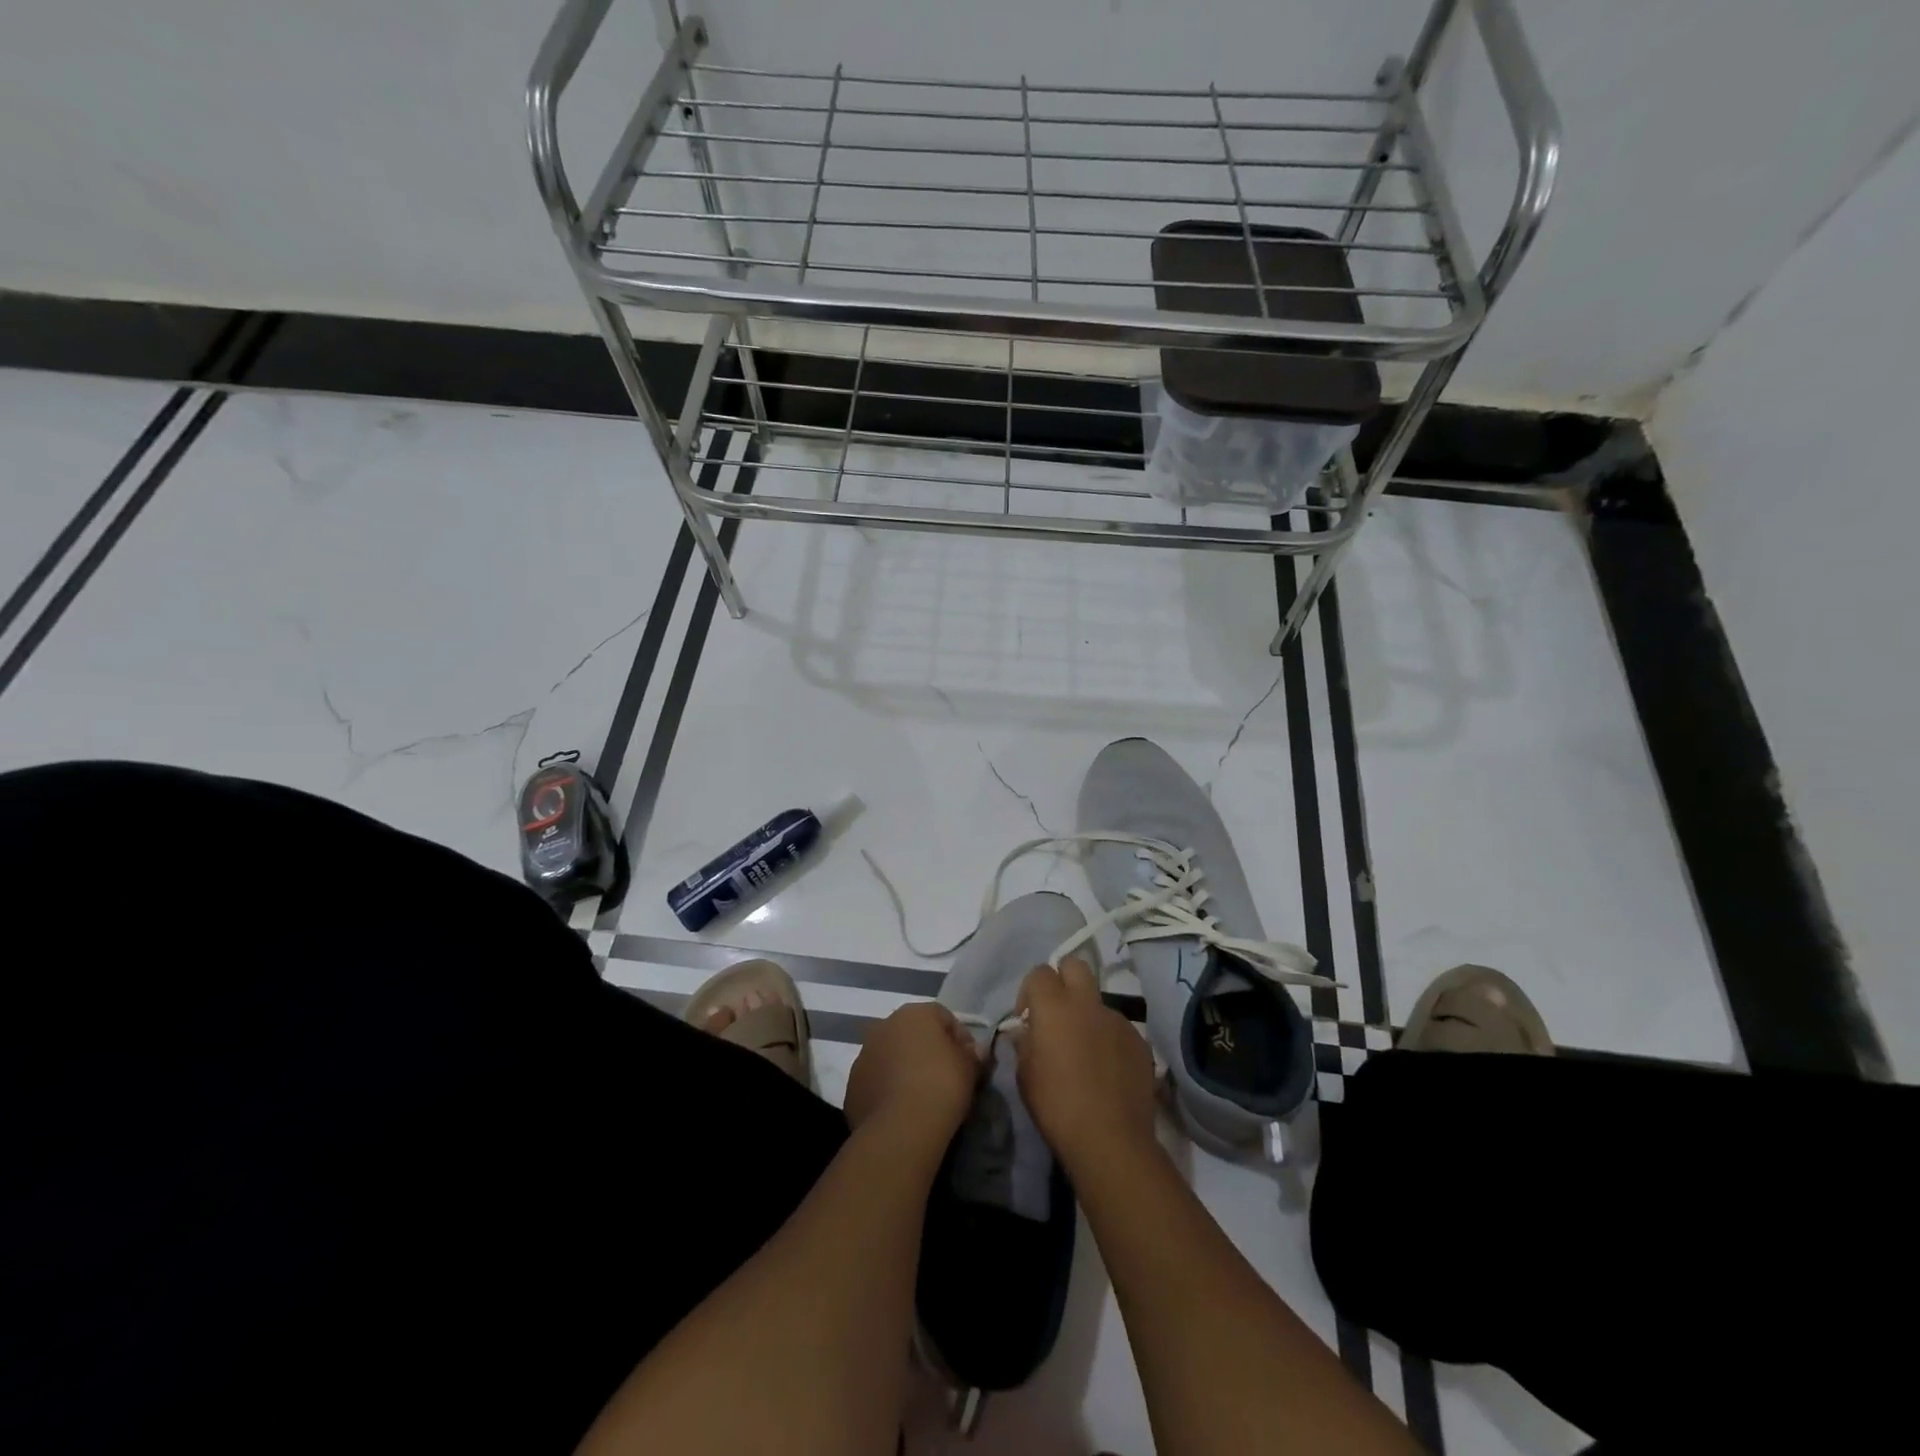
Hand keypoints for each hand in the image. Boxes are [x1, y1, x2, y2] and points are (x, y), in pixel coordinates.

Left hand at [844, 1001, 979, 1144]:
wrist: (900, 1128)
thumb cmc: (941, 1086)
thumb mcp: (969, 1068)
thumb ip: (972, 1054)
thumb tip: (973, 1051)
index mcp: (915, 1013)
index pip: (943, 1016)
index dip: (959, 1038)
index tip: (969, 1062)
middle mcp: (885, 1025)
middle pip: (913, 1033)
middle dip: (928, 1050)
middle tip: (945, 1077)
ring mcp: (864, 1053)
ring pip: (891, 1055)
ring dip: (904, 1068)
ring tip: (921, 1096)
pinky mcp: (852, 1084)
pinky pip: (876, 1080)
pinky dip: (888, 1088)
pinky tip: (901, 1109)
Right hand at [1011, 958, 1158, 1173]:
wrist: (1111, 1139)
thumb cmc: (1057, 1106)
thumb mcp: (1025, 1076)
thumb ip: (1024, 1043)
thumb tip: (1026, 1031)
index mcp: (1054, 1007)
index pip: (1040, 972)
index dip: (1030, 990)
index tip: (1027, 1017)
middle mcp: (1087, 1003)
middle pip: (1075, 965)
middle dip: (1063, 980)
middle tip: (1057, 1013)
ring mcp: (1118, 1020)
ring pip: (1098, 1000)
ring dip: (1088, 1015)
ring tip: (1085, 1051)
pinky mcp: (1139, 1041)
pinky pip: (1118, 1028)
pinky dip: (1108, 1039)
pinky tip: (1106, 1070)